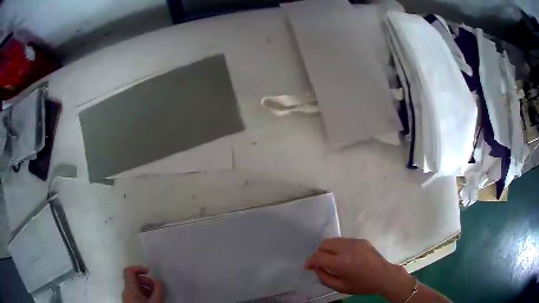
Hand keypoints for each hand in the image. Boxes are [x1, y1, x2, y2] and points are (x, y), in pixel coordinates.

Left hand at [122, 266, 164, 302]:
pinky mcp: (129, 302)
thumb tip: (160, 281)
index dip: (139, 268)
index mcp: (130, 288)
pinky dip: (143, 294)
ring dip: (146, 289)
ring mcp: (126, 297)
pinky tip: (151, 301)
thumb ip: (158, 291)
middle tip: (156, 288)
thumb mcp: (156, 302)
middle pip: (134, 279)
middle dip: (146, 281)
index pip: (129, 271)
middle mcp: (126, 291)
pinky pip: (135, 294)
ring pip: (135, 287)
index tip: (150, 272)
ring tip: (156, 297)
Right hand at [305, 238, 412, 297]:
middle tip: (323, 263)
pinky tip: (346, 257)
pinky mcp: (362, 240)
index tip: (308, 267)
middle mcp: (347, 248)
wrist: (383, 276)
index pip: (318, 256)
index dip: (310, 261)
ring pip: (334, 240)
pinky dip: (340, 247)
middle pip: (324, 243)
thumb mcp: (340, 287)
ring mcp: (355, 242)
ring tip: (334, 259)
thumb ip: (324, 277)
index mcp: (341, 262)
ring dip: (330, 249)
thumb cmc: (361, 285)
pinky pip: (344, 240)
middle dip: (320, 253)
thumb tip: (316, 268)